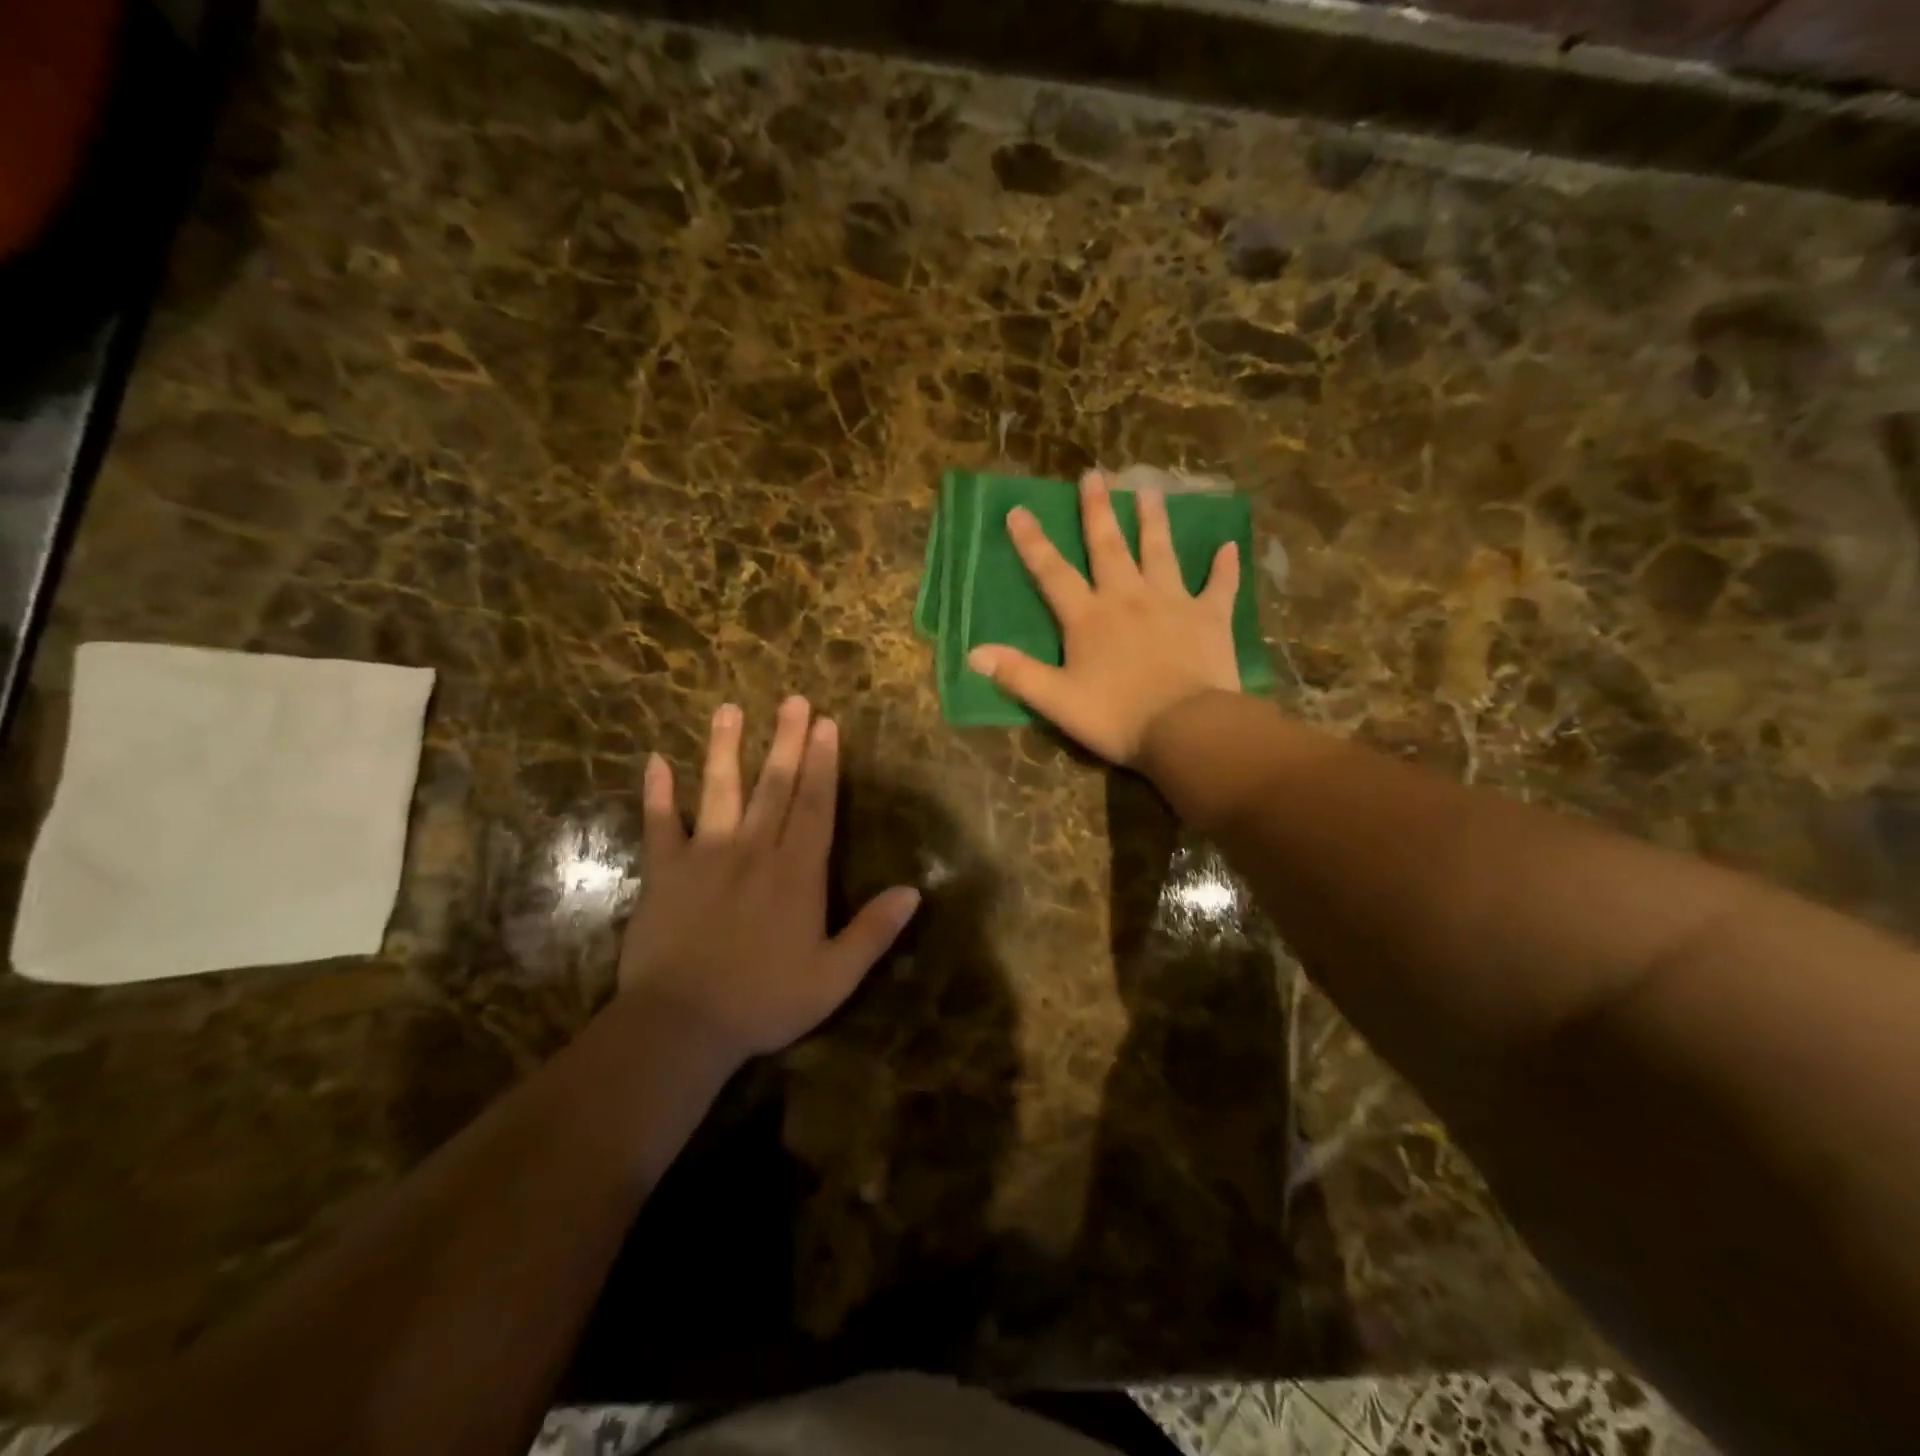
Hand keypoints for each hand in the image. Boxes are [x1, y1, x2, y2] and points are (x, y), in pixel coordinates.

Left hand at [618, 697, 920, 1062]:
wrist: (682, 1024)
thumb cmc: (764, 1001)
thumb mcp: (834, 977)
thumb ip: (873, 931)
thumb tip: (914, 891)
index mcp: (797, 873)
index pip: (815, 806)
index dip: (823, 764)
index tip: (827, 725)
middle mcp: (754, 851)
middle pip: (774, 786)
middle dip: (786, 741)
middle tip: (793, 700)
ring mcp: (705, 856)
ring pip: (719, 791)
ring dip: (724, 749)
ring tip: (728, 709)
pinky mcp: (665, 872)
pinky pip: (660, 824)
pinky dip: (657, 793)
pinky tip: (654, 760)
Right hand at [967, 470, 1241, 764]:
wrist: (1186, 729)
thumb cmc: (1117, 717)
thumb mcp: (1057, 701)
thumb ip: (1017, 674)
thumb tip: (973, 653)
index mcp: (1089, 618)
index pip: (1053, 573)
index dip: (1033, 543)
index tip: (1018, 510)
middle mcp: (1128, 598)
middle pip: (1109, 547)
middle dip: (1098, 511)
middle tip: (1094, 475)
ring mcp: (1172, 603)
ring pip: (1160, 552)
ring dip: (1153, 521)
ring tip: (1150, 491)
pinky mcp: (1210, 618)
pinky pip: (1219, 586)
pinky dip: (1224, 567)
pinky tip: (1230, 546)